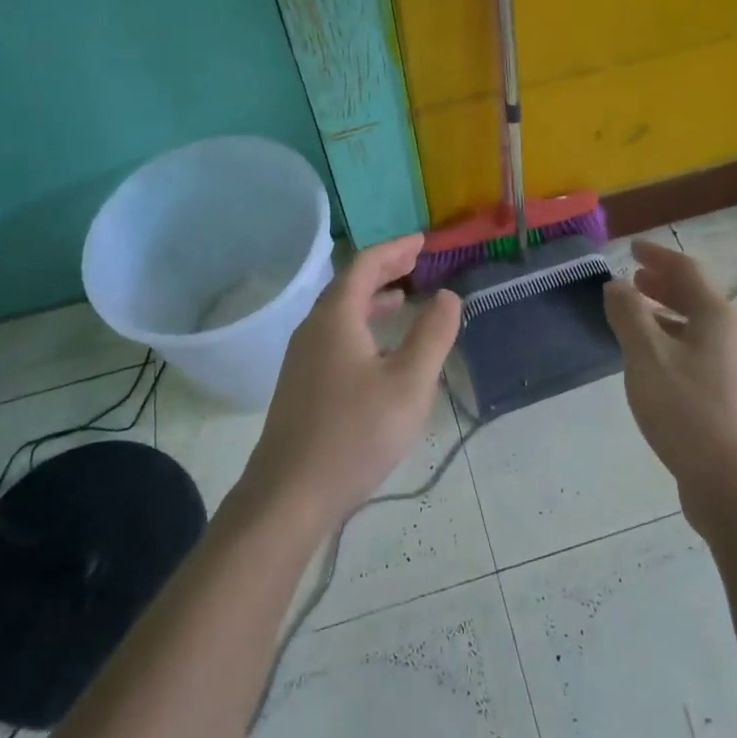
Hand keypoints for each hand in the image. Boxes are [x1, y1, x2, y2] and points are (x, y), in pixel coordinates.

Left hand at [239, 235, 460, 525]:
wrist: (288, 495)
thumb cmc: (354, 434)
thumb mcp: (408, 384)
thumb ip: (432, 336)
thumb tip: (448, 296)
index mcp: (336, 317)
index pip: (365, 265)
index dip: (395, 249)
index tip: (422, 241)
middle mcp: (314, 328)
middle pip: (348, 284)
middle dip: (383, 269)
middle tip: (416, 261)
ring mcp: (303, 357)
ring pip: (340, 312)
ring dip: (371, 298)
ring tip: (401, 298)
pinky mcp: (301, 384)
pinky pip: (335, 335)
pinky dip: (361, 324)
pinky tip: (378, 350)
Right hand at [605, 240, 736, 522]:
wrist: (734, 485)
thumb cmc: (687, 412)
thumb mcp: (646, 357)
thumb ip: (628, 315)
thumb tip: (617, 285)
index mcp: (718, 316)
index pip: (687, 270)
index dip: (657, 256)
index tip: (631, 249)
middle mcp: (734, 334)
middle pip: (697, 296)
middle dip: (663, 284)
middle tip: (633, 279)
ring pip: (699, 325)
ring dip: (667, 313)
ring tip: (636, 316)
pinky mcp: (732, 395)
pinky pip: (700, 350)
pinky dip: (675, 340)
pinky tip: (653, 360)